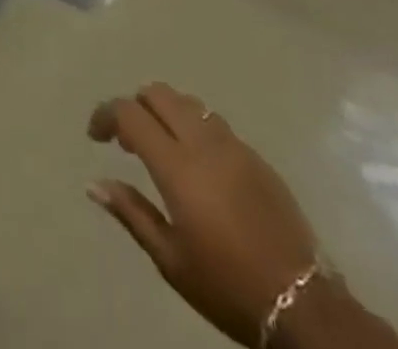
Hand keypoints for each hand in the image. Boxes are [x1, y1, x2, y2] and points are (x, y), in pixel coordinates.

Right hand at [88, 84, 318, 345]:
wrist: (303, 305)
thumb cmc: (227, 285)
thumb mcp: (171, 260)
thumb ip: (131, 213)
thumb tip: (94, 182)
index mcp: (177, 166)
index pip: (129, 113)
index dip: (106, 114)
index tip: (96, 135)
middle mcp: (203, 142)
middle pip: (159, 93)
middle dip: (136, 105)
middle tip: (128, 140)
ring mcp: (234, 145)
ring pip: (188, 102)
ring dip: (166, 113)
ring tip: (162, 147)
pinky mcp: (257, 156)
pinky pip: (215, 122)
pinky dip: (195, 127)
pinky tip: (198, 163)